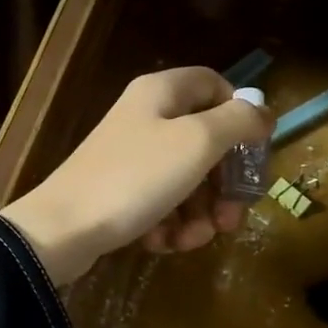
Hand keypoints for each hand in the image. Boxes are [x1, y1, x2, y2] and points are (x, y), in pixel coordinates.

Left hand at [0, 66, 271, 284]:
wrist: (63, 228)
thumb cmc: (136, 177)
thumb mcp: (197, 142)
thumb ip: (238, 121)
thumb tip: (264, 112)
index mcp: (161, 93)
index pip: (214, 85)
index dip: (240, 115)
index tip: (253, 153)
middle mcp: (145, 118)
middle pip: (205, 141)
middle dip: (223, 185)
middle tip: (230, 218)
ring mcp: (130, 158)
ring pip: (186, 180)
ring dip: (199, 214)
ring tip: (191, 239)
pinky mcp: (119, 193)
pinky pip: (160, 204)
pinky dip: (168, 225)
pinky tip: (161, 243)